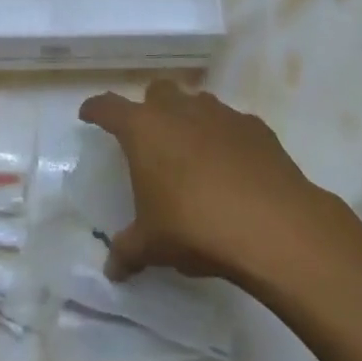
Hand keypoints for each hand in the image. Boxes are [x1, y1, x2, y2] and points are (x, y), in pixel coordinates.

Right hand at [78, 81, 328, 284]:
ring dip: (189, 120)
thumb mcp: (152, 245)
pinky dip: (226, 138)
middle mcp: (180, 110)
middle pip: (157, 91)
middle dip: (150, 108)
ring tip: (192, 153)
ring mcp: (221, 114)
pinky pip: (233, 124)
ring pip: (197, 102)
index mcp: (144, 129)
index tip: (89, 114)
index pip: (109, 107)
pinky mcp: (256, 127)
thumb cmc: (195, 226)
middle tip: (149, 136)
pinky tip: (232, 167)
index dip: (96, 110)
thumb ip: (128, 251)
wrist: (272, 225)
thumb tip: (112, 269)